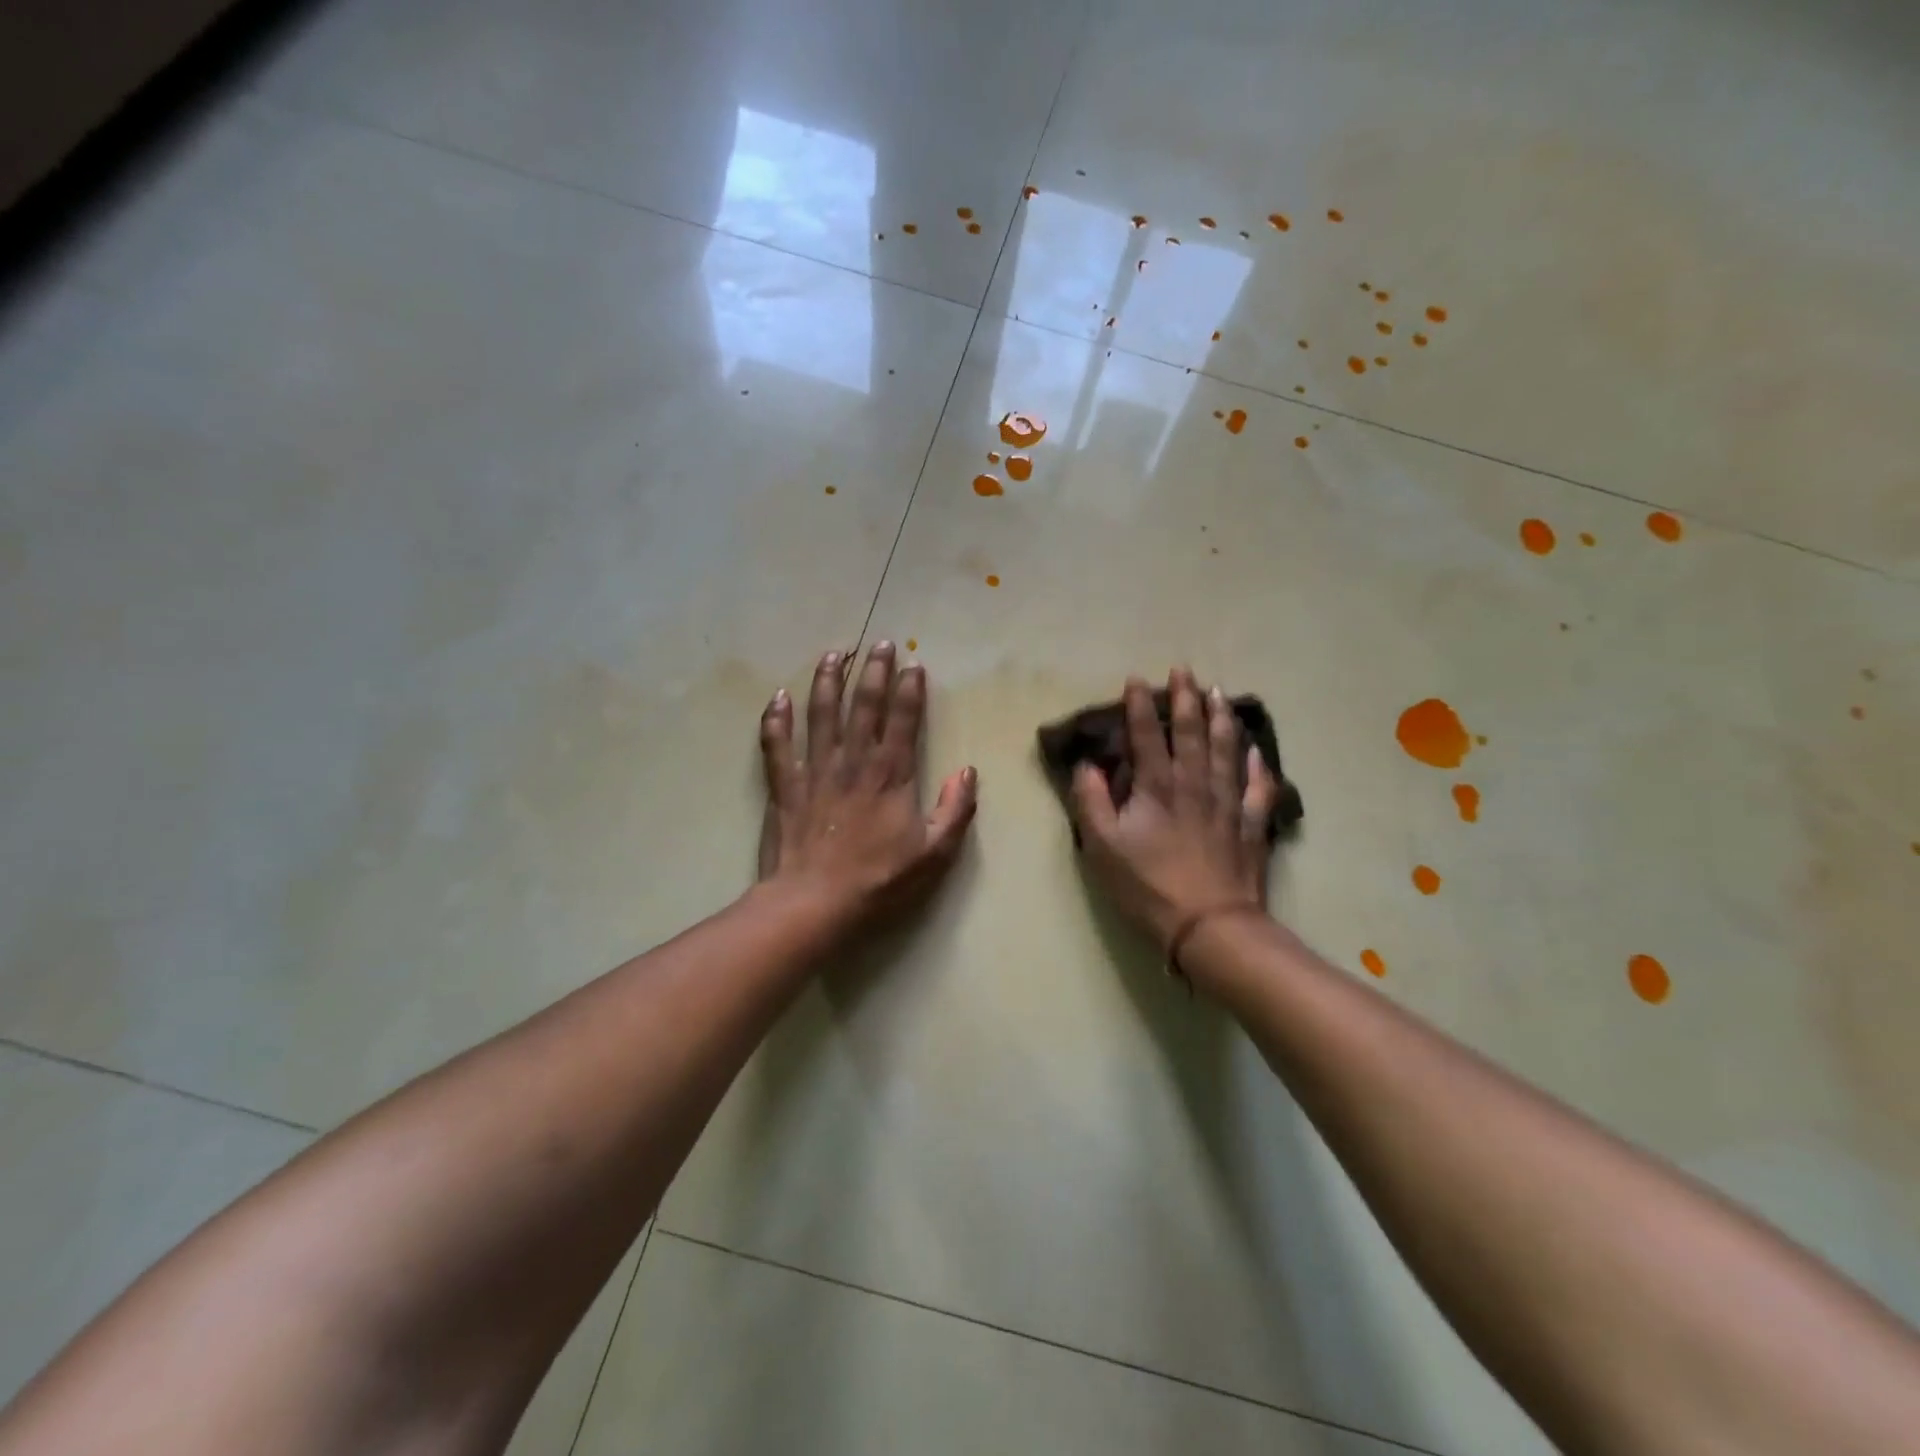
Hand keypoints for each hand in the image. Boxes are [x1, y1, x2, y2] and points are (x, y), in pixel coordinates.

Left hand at [757, 643, 978, 936]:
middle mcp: (854, 762)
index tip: (914, 664)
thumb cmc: (878, 881)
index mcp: (891, 775)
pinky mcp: (784, 786)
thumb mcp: (934, 854)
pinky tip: (778, 697)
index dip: (910, 690)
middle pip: (864, 706)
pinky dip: (776, 720)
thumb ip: (956, 811)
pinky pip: (777, 745)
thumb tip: (968, 772)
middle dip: (873, 671)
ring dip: (827, 681)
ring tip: (833, 654)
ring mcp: (815, 771)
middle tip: (878, 643)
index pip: (904, 720)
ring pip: (821, 714)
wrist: (814, 903)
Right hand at [1070, 669, 1279, 960]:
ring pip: (1227, 750)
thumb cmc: (1148, 886)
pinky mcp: (1251, 825)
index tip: (1136, 679)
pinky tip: (1256, 750)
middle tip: (1184, 671)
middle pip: (1191, 732)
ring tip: (1219, 693)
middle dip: (1185, 699)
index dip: (1139, 706)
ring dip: (1221, 719)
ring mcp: (1228, 802)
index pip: (1146, 736)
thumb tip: (1086, 765)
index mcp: (1157, 787)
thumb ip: (1091, 801)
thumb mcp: (1102, 847)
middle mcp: (1195, 784)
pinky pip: (1258, 787)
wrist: (1210, 925)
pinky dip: (1258, 766)